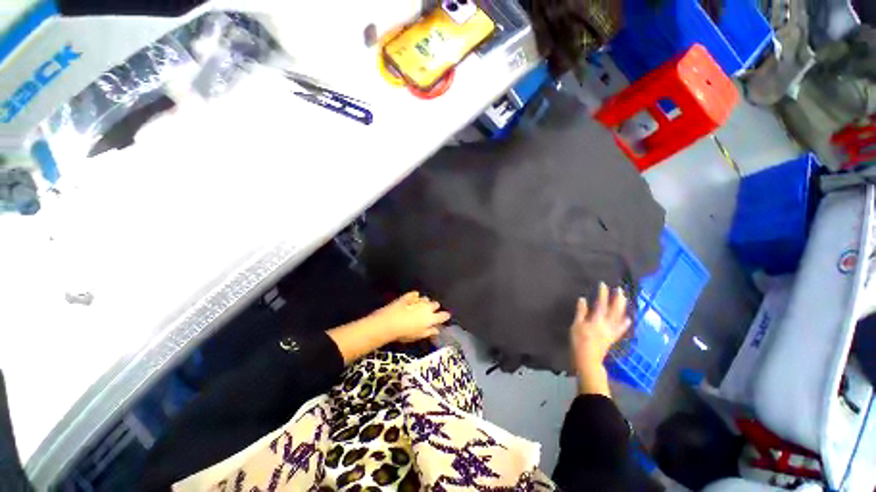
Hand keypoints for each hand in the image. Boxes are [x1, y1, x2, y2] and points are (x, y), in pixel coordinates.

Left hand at [369, 291, 451, 342]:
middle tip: (432, 311)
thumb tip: (437, 329)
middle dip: (435, 307)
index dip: (445, 316)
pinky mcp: (408, 297)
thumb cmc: (405, 333)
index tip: (446, 315)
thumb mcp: (419, 336)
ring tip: (422, 305)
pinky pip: (414, 294)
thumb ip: (429, 332)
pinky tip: (414, 297)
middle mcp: (427, 307)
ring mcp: (417, 300)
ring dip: (425, 302)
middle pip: (435, 304)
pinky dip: (415, 296)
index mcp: (431, 318)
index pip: (442, 316)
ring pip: (426, 298)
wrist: (390, 322)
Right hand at [570, 283, 630, 395]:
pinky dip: (624, 323)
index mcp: (597, 320)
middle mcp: (607, 324)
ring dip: (622, 307)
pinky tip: (628, 318)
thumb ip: (581, 312)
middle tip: (619, 289)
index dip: (603, 293)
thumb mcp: (576, 325)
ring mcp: (611, 331)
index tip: (603, 284)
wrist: (588, 359)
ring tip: (624, 299)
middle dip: (617, 298)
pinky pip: (620, 328)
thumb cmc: (579, 341)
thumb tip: (583, 299)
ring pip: (619, 317)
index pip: (601, 304)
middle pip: (614, 309)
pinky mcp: (612, 337)